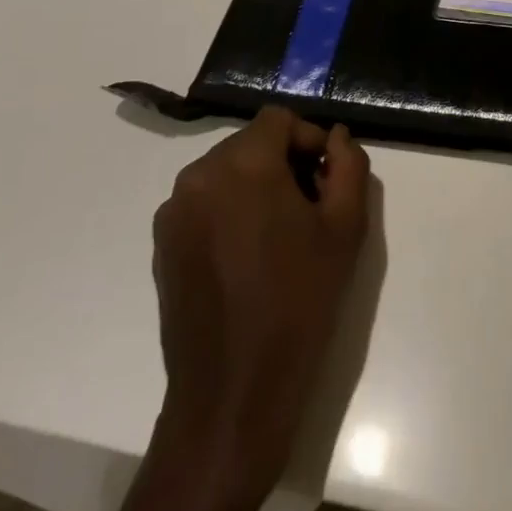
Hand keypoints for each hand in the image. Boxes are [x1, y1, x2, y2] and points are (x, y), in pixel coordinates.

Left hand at [146, 107, 370, 510]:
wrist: (233, 391)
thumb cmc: (299, 301)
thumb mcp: (345, 228)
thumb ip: (349, 166)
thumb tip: (336, 138)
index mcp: (244, 163)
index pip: (279, 119)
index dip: (309, 139)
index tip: (327, 177)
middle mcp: (200, 174)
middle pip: (251, 143)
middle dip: (284, 162)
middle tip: (311, 206)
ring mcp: (174, 209)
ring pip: (227, 171)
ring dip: (256, 185)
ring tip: (281, 234)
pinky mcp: (162, 242)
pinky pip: (204, 202)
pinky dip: (229, 210)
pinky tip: (248, 256)